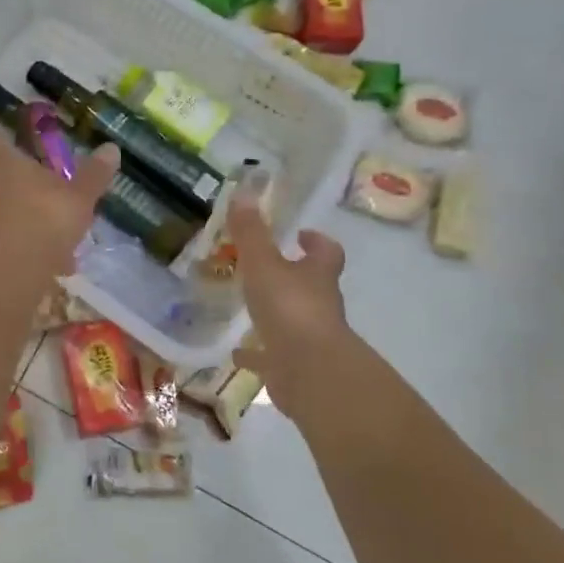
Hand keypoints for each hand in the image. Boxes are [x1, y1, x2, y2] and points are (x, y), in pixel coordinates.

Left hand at [0, 127, 119, 279]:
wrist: (2, 274)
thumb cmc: (42, 222)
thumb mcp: (78, 200)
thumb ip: (93, 177)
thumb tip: (110, 148)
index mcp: (8, 167)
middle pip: (1, 184)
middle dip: (25, 196)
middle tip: (51, 208)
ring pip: (5, 219)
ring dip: (28, 230)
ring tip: (60, 252)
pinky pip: (2, 248)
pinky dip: (22, 256)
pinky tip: (46, 274)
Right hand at [229, 199, 353, 416]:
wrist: (309, 371)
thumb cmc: (289, 308)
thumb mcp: (264, 263)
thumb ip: (251, 232)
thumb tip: (244, 191)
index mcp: (317, 276)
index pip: (326, 252)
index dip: (316, 241)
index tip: (302, 234)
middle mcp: (319, 304)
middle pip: (312, 285)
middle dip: (293, 276)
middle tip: (265, 268)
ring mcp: (309, 338)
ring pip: (292, 320)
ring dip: (275, 314)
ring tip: (248, 309)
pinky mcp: (294, 367)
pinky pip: (272, 357)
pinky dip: (257, 353)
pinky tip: (237, 353)